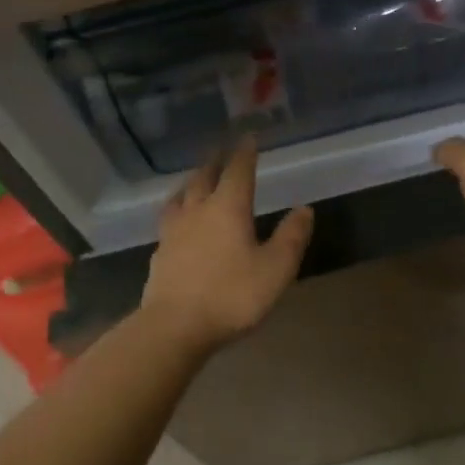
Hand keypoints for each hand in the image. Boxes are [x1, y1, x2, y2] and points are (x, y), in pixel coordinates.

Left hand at [140, 137, 313, 355]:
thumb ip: (291, 237)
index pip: (238, 171)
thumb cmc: (232, 295)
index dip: (244, 152)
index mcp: (228, 208)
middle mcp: (198, 211)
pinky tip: (178, 222)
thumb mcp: (276, 269)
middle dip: (215, 162)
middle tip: (220, 150)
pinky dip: (178, 210)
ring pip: (181, 196)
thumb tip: (304, 209)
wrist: (174, 327)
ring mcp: (173, 232)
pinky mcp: (159, 254)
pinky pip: (169, 221)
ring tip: (195, 179)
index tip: (248, 137)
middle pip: (204, 178)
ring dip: (191, 183)